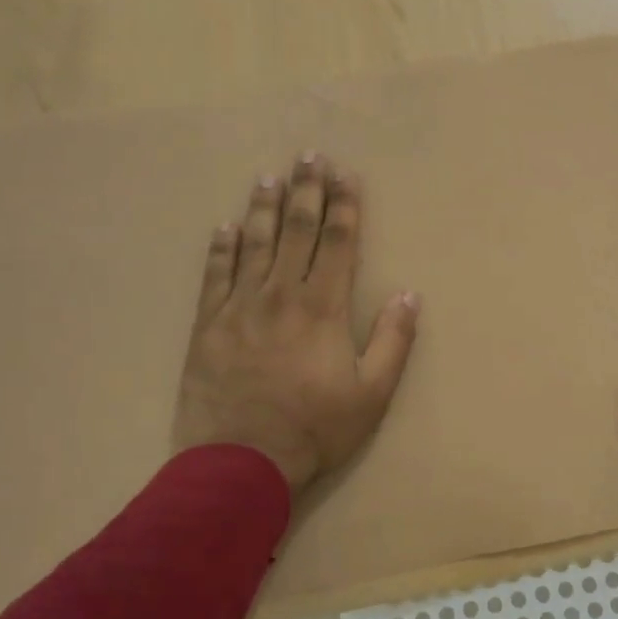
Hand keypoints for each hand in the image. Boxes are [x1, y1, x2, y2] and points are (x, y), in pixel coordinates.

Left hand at [171, 154, 418, 493]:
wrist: (240, 462)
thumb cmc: (314, 429)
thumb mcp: (372, 394)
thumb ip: (392, 340)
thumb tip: (409, 294)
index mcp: (322, 308)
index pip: (337, 243)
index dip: (344, 206)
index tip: (346, 175)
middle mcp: (280, 295)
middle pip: (295, 231)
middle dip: (306, 191)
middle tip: (309, 156)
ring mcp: (239, 307)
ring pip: (254, 244)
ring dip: (264, 207)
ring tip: (270, 176)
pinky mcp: (208, 326)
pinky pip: (215, 275)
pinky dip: (221, 248)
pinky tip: (226, 226)